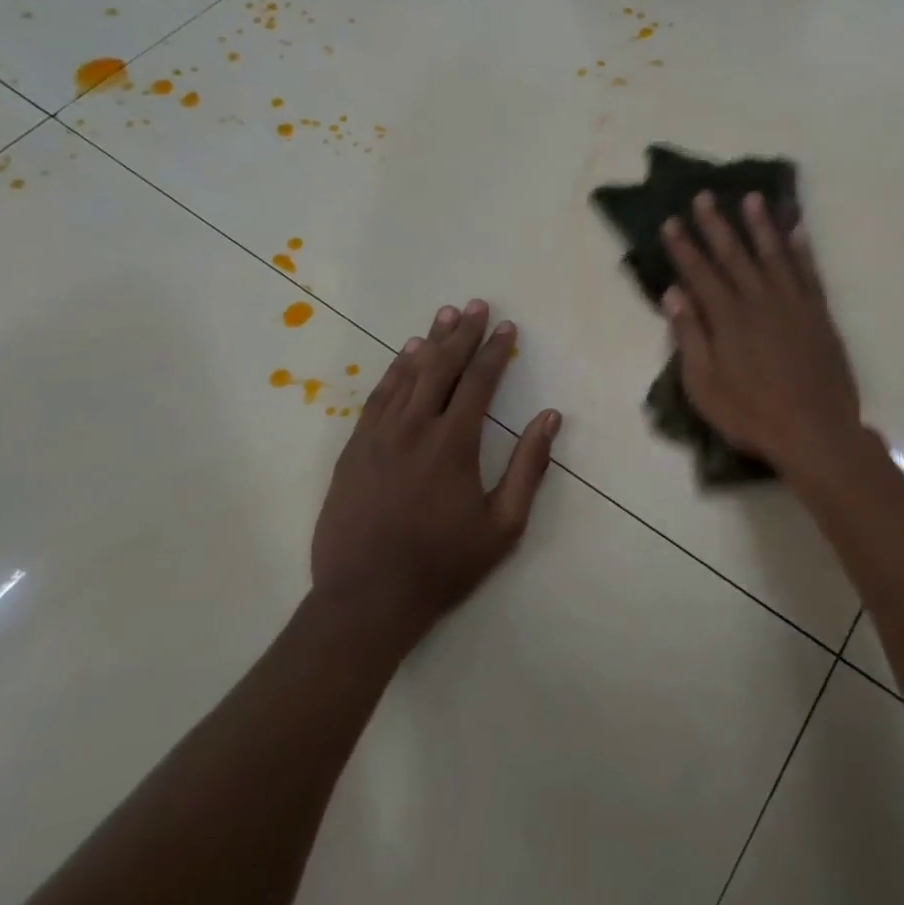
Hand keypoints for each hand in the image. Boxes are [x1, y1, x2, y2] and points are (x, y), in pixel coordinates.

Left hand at [311, 300, 559, 640]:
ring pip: (407, 376)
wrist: (366, 599)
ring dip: (429, 343)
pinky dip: (394, 372)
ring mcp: (378, 436)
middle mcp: (414, 428)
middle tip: (476, 305)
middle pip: (441, 368)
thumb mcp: (503, 525)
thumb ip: (528, 468)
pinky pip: (377, 398)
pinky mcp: (353, 450)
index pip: (478, 383)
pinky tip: (404, 357)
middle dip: (462, 334)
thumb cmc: (444, 564)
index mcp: (453, 444)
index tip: (507, 328)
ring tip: (444, 317)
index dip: (495, 352)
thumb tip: (550, 418)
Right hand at [661, 192, 872, 487]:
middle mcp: (759, 300)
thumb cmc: (751, 414)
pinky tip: (796, 230)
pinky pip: (809, 271)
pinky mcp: (818, 313)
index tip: (671, 221)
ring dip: (761, 224)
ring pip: (773, 253)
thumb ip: (689, 336)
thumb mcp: (704, 385)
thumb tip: (673, 293)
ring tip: (751, 198)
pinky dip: (802, 248)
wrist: (815, 430)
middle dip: (716, 224)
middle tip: (704, 196)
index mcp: (727, 318)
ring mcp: (793, 304)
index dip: (684, 246)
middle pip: (734, 254)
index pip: (700, 272)